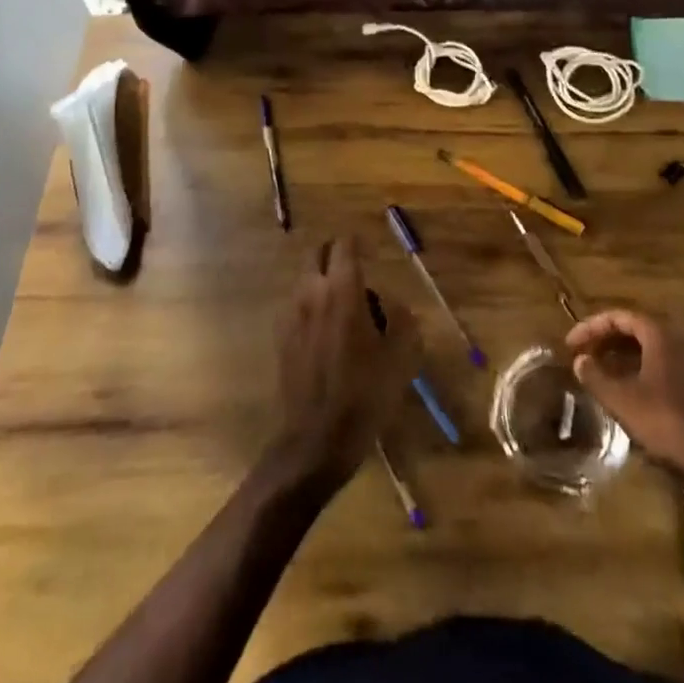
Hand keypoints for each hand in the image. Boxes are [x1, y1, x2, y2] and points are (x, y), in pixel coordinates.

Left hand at [273, 237, 418, 486]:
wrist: (317, 439)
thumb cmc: (365, 394)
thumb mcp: (401, 357)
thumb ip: (402, 319)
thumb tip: (393, 304)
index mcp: (342, 291)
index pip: (344, 246)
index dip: (358, 244)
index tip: (371, 253)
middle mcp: (312, 293)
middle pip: (317, 254)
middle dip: (335, 255)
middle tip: (356, 272)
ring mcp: (291, 314)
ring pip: (305, 278)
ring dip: (322, 279)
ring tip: (345, 305)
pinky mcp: (281, 336)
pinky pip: (297, 304)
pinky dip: (311, 303)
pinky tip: (327, 331)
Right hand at [566, 309, 683, 486]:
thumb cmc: (670, 423)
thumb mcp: (623, 400)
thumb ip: (596, 376)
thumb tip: (580, 360)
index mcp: (662, 333)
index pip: (619, 316)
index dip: (591, 328)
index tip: (571, 345)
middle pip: (638, 329)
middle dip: (608, 341)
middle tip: (585, 356)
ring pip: (655, 347)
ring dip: (627, 356)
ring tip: (605, 373)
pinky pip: (671, 362)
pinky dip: (647, 368)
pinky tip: (636, 389)